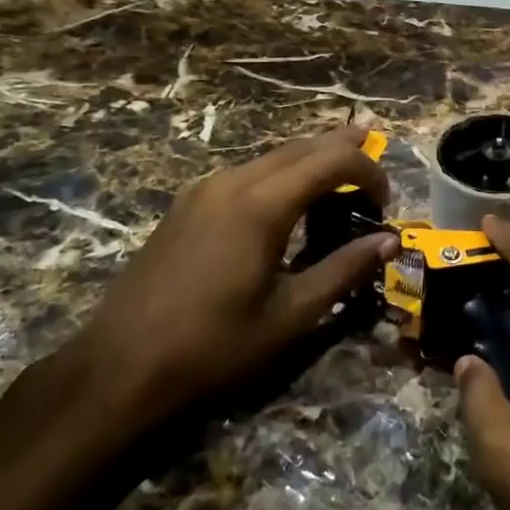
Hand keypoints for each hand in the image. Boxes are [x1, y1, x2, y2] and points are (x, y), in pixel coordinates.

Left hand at [67, 126, 396, 436]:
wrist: (119, 367)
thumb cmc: (213, 346)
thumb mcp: (290, 315)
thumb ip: (344, 270)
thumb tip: (390, 242)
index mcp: (262, 204)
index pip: (331, 161)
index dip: (367, 170)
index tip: (385, 201)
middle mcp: (233, 182)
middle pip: (300, 147)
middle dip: (341, 145)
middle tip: (373, 143)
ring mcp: (204, 190)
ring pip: (271, 156)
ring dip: (309, 157)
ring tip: (339, 166)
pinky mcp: (186, 205)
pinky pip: (246, 172)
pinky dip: (280, 172)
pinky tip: (287, 194)